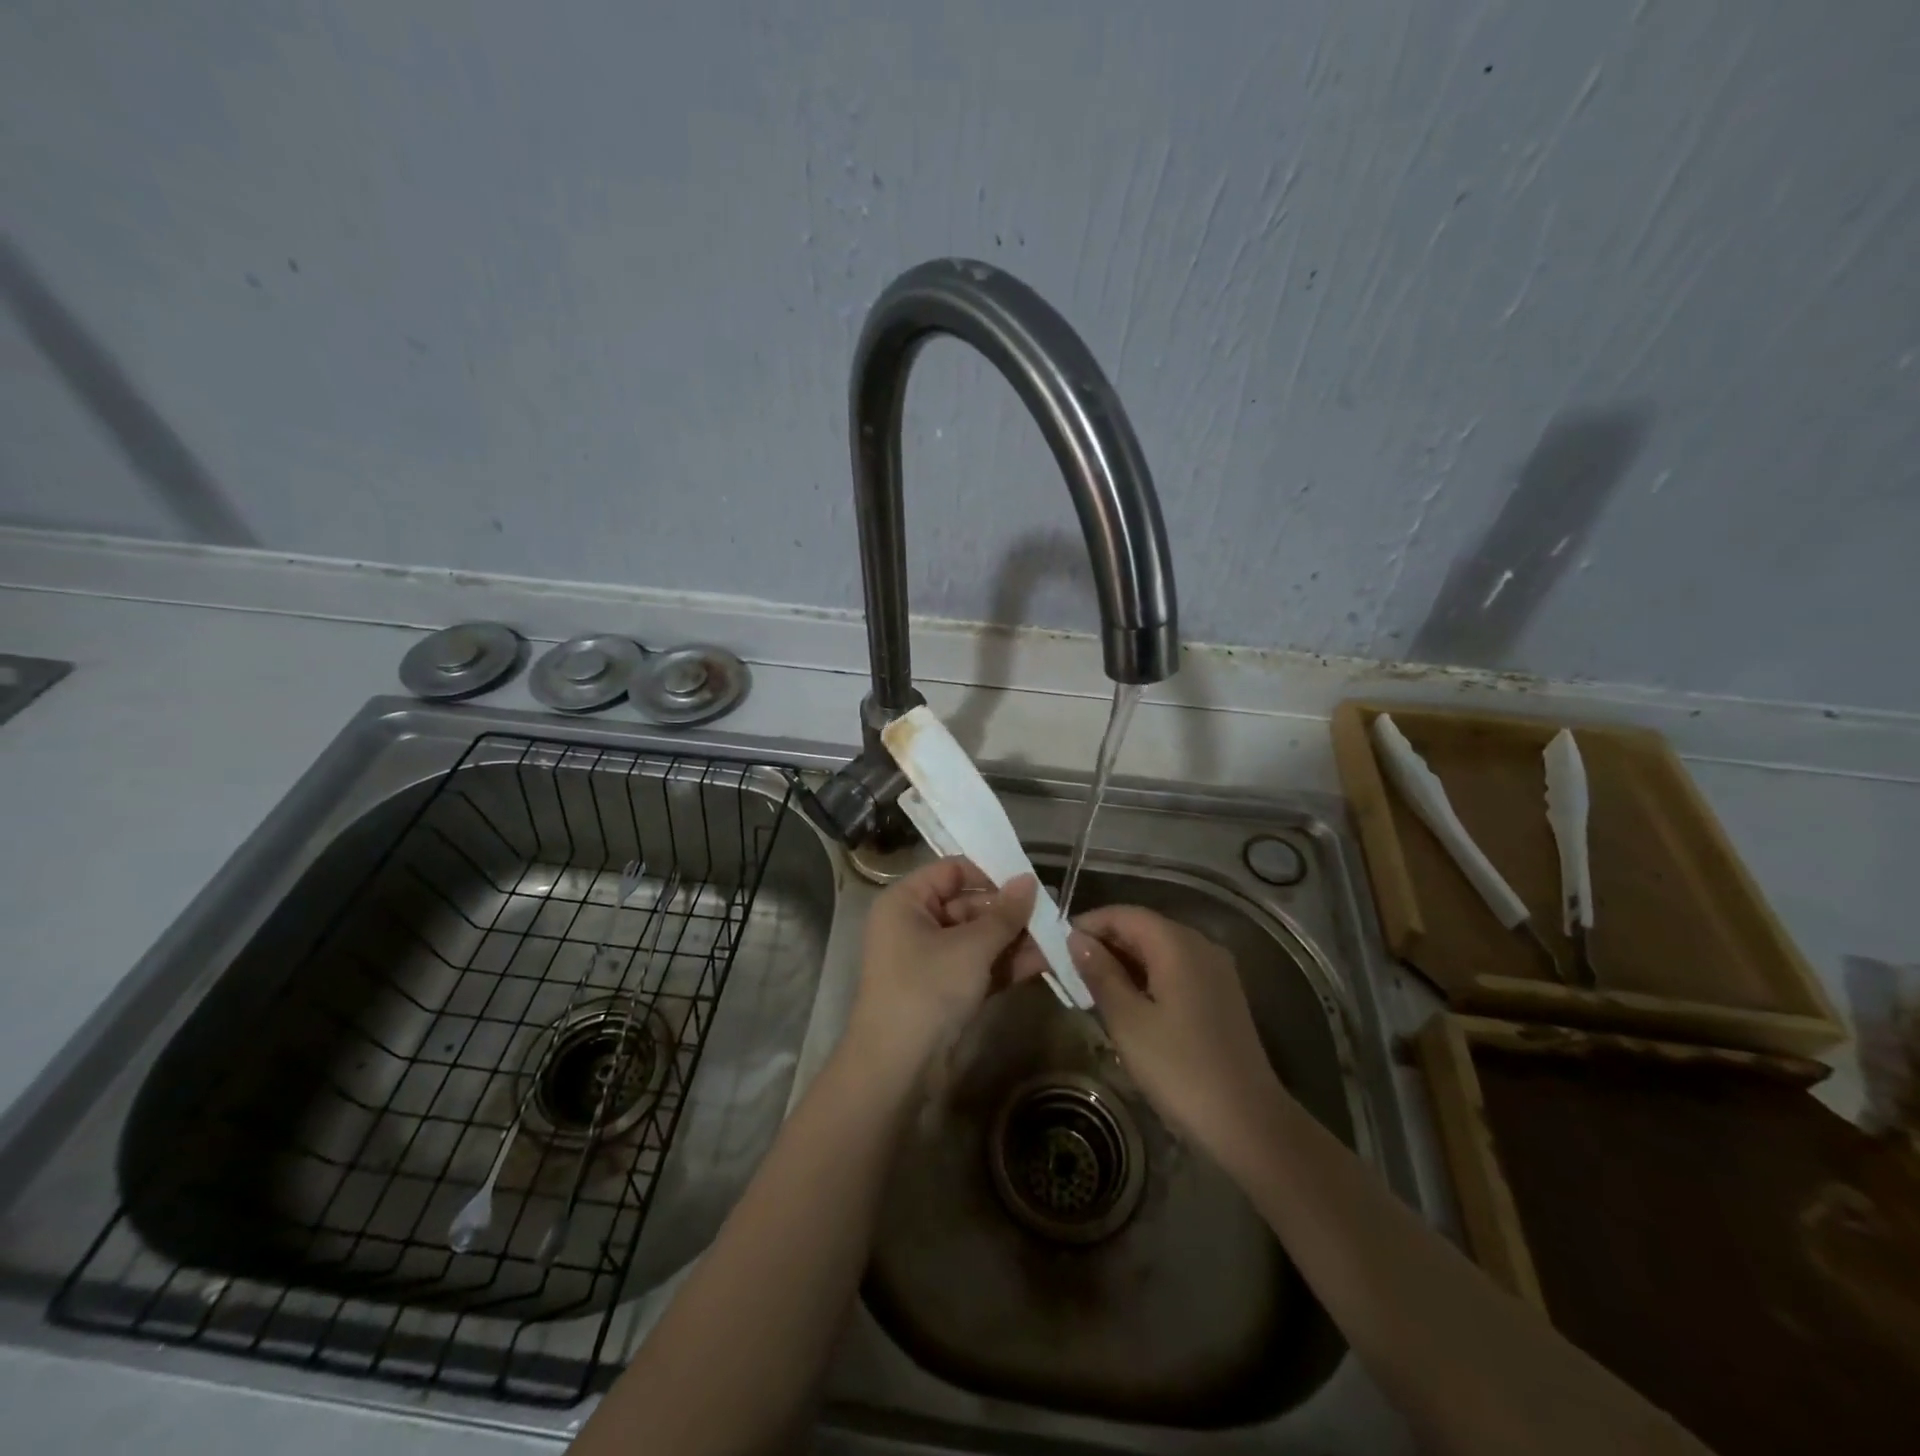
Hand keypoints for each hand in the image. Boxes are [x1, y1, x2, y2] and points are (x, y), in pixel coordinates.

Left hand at [847, 858, 1040, 1073]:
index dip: (990, 872)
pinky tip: (1045, 962)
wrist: (896, 1067)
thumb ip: (1004, 913)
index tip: (1029, 881)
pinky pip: (978, 965)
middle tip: (1052, 914)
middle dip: (1009, 912)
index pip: (952, 870)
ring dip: (1014, 939)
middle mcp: (914, 923)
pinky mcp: (944, 989)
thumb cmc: (927, 989)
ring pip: (977, 938)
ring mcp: (929, 959)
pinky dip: (1005, 964)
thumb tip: (1030, 880)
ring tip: (1058, 938)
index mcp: (907, 901)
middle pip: (967, 904)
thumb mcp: (971, 947)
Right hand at [1065, 906, 1285, 1166]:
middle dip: (1104, 943)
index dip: (1088, 924)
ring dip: (1124, 962)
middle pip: (1143, 928)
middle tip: (1067, 970)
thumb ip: (1100, 973)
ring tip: (1090, 988)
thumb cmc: (1180, 1070)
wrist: (1249, 1124)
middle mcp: (1200, 945)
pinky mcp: (1222, 995)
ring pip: (1159, 950)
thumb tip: (1077, 939)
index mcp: (1177, 944)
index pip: (1124, 914)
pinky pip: (1176, 970)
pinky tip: (1127, 1003)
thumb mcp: (1128, 1022)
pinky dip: (1147, 977)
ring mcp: (1216, 970)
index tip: (1056, 947)